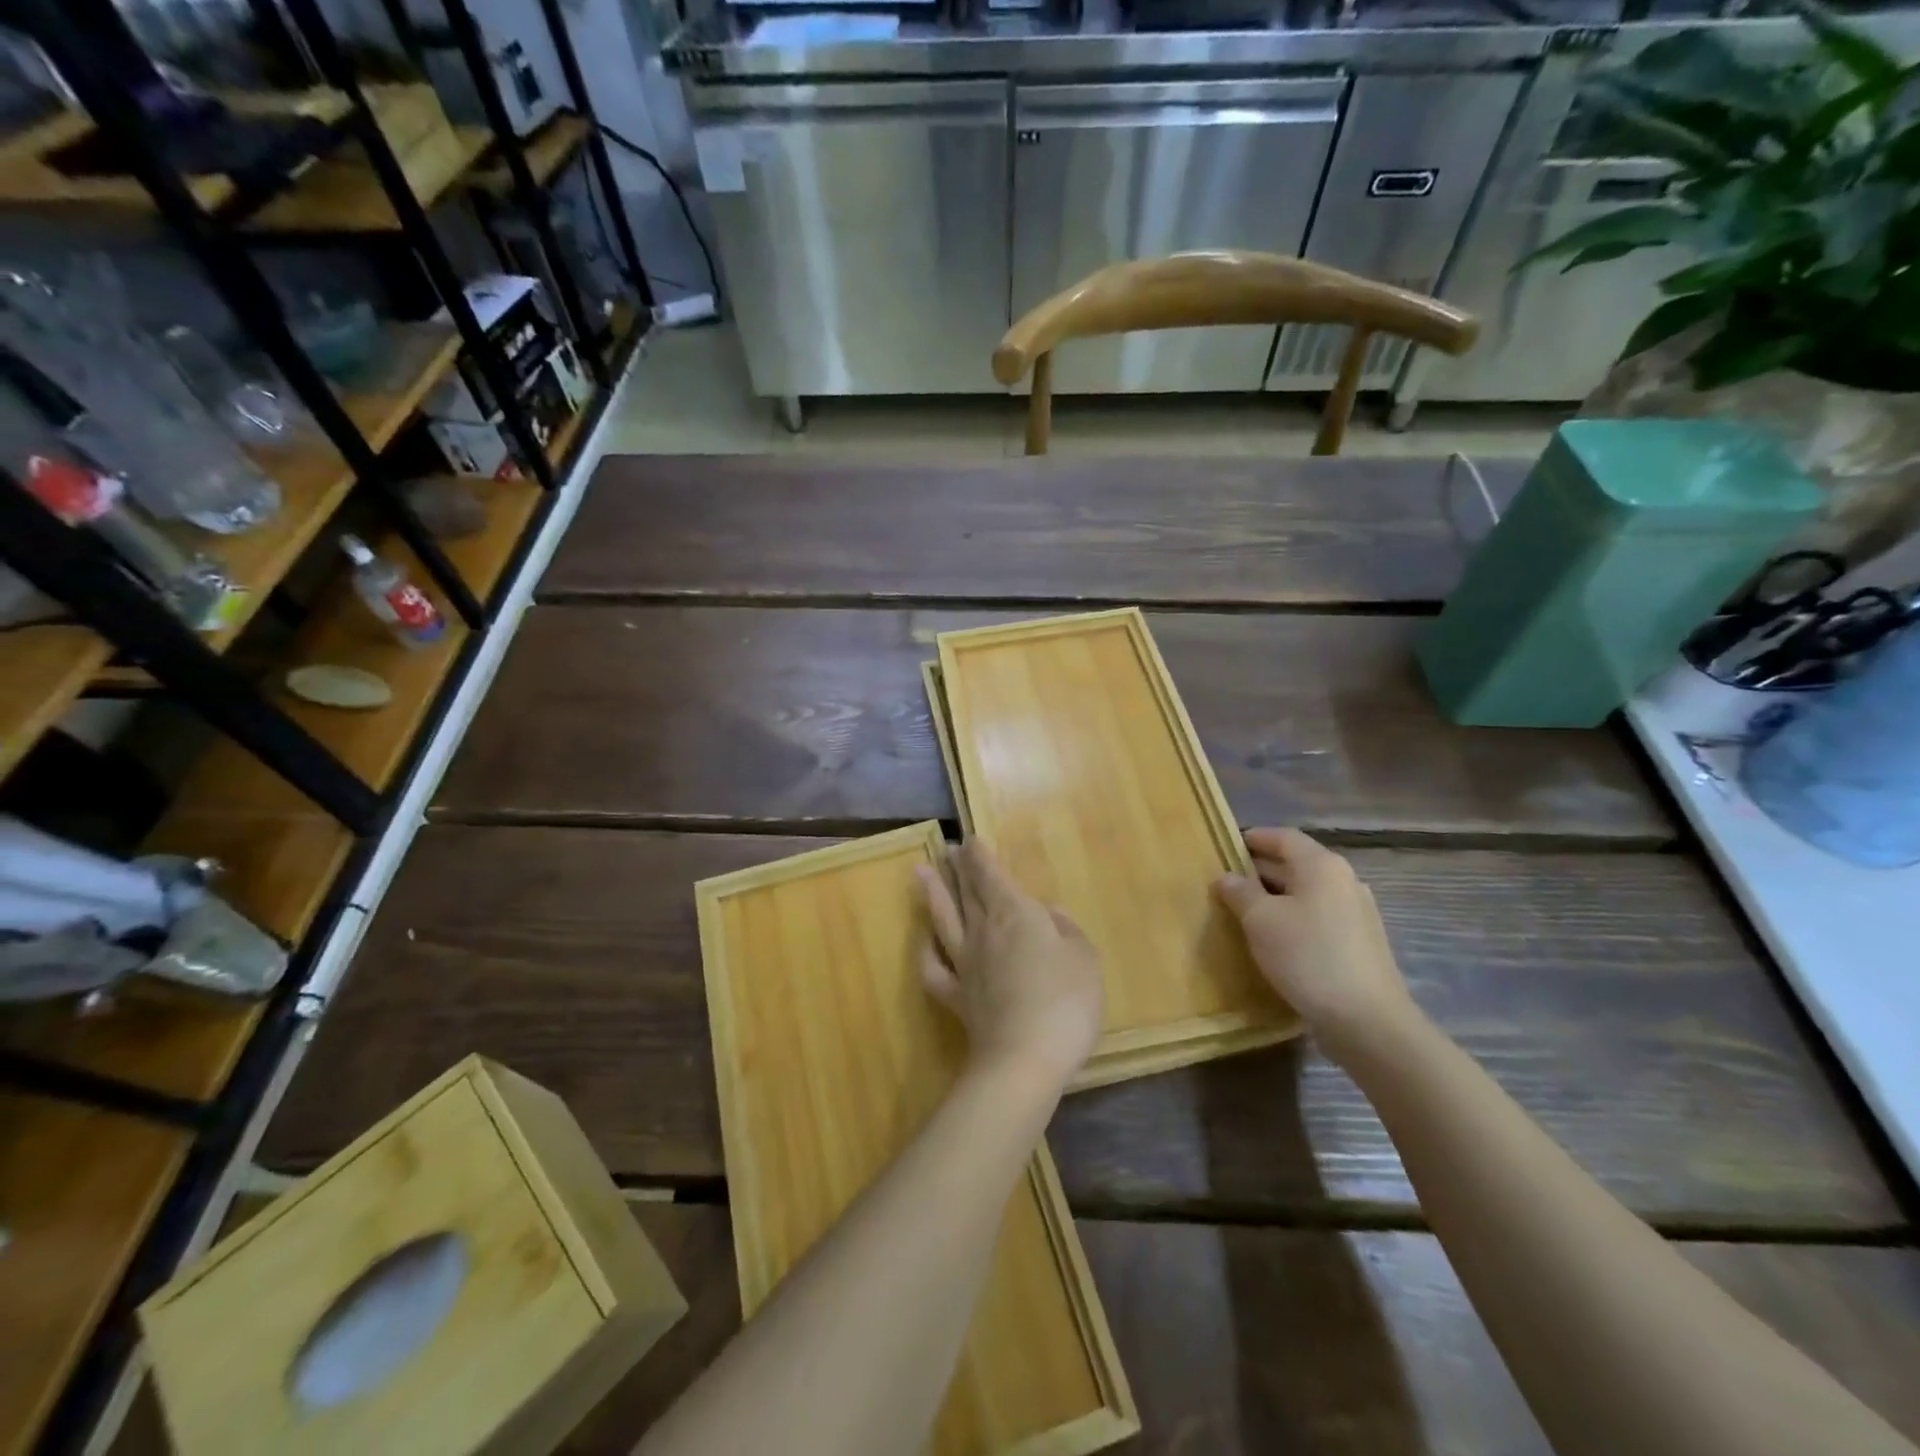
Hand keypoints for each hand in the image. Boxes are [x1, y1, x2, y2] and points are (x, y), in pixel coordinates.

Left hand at [917, 840, 1104, 1089]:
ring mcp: (965, 964)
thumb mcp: (1084, 958)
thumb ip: (1066, 930)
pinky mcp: (956, 997)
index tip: (970, 840)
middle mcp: (984, 931)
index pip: (991, 875)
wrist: (1024, 1060)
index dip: (980, 856)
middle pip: (966, 892)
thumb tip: (1048, 913)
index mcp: (1016, 914)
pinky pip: (933, 968)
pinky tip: (926, 941)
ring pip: (944, 919)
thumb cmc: (1064, 1002)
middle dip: (957, 868)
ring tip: (920, 872)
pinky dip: (927, 951)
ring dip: (933, 893)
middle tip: (948, 850)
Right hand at [1213, 828, 1419, 1059]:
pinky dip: (1294, 917)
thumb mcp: (1260, 920)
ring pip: (1307, 892)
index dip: (1253, 838)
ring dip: (1276, 896)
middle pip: (1296, 863)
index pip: (1282, 837)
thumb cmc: (1307, 956)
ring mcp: (1357, 912)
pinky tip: (1275, 939)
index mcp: (1321, 865)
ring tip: (1244, 911)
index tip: (1225, 846)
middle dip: (1260, 869)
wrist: (1367, 1020)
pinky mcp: (1360, 942)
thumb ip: (1240, 892)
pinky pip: (1319, 916)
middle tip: (1226, 881)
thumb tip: (1227, 877)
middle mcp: (1344, 880)